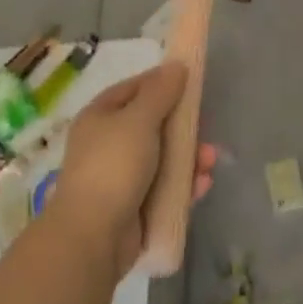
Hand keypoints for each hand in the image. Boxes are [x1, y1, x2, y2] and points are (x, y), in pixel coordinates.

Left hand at [48, 62, 215, 276]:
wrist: (92, 238)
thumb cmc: (114, 166)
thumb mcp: (139, 119)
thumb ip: (160, 91)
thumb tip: (176, 65)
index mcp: (100, 116)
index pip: (134, 89)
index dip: (161, 83)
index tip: (190, 83)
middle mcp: (108, 144)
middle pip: (153, 125)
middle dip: (183, 127)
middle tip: (206, 128)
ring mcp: (120, 178)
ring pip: (162, 158)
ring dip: (189, 157)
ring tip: (210, 162)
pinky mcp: (133, 208)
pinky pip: (164, 188)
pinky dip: (183, 185)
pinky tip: (202, 185)